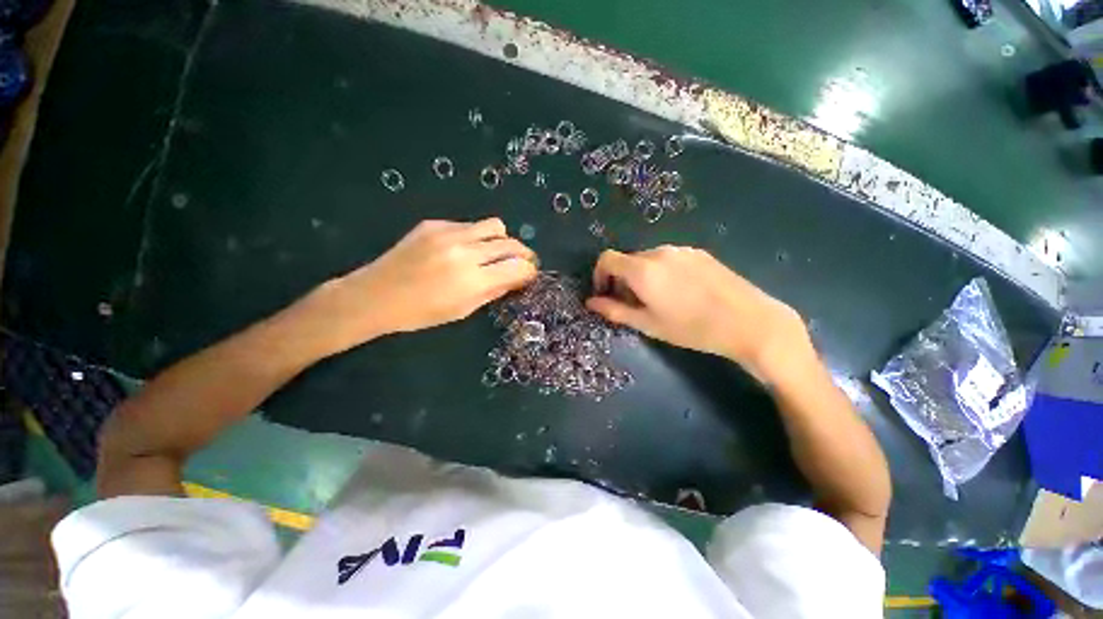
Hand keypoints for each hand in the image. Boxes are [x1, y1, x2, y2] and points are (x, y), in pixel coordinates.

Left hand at [305, 219, 536, 352]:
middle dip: (523, 254)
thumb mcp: (463, 310)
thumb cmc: (420, 313)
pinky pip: (469, 225)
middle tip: (521, 262)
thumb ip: (494, 291)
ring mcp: (448, 233)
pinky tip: (463, 249)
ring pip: (495, 225)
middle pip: (511, 243)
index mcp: (473, 280)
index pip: (519, 267)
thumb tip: (516, 278)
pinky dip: (476, 237)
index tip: (529, 274)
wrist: (375, 295)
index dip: (530, 271)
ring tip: (495, 252)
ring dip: (502, 240)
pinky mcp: (434, 224)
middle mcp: (465, 251)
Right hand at [586, 246, 811, 381]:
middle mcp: (659, 252)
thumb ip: (615, 311)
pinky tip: (680, 292)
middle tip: (633, 304)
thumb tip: (591, 302)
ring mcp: (681, 250)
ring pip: (648, 259)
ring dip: (642, 276)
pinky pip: (669, 258)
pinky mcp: (699, 253)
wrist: (748, 321)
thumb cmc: (691, 328)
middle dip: (622, 279)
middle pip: (628, 260)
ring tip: (658, 299)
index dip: (599, 275)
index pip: (607, 259)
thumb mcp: (648, 324)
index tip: (605, 294)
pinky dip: (662, 271)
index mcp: (643, 269)